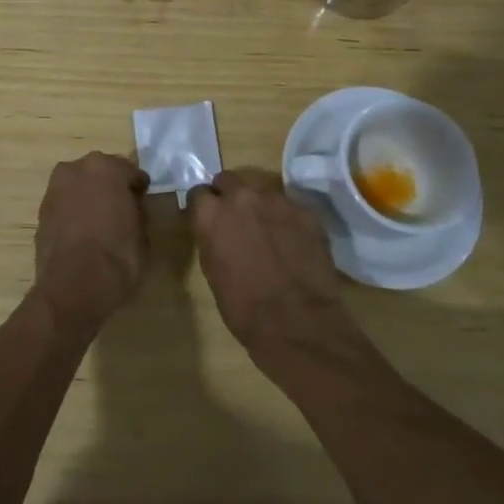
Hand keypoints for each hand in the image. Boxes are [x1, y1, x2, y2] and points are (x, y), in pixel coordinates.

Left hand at [33, 151, 148, 334]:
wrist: (74, 287)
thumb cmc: (118, 255)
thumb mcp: (142, 233)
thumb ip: (136, 211)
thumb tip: (130, 209)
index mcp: (105, 168)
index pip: (129, 172)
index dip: (137, 188)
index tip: (142, 200)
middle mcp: (76, 170)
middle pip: (99, 174)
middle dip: (110, 188)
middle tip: (121, 209)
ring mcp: (54, 190)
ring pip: (78, 188)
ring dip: (88, 199)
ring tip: (99, 223)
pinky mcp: (40, 212)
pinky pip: (64, 206)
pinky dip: (73, 214)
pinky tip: (82, 234)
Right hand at [191, 170, 363, 366]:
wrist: (298, 324)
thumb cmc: (244, 309)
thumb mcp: (212, 272)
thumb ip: (211, 239)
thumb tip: (216, 230)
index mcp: (211, 214)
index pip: (198, 193)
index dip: (204, 208)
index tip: (209, 220)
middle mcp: (241, 196)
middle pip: (229, 180)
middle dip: (229, 196)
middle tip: (237, 220)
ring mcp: (276, 199)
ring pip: (261, 188)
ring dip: (259, 204)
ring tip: (268, 229)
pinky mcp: (305, 210)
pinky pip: (290, 205)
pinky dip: (287, 217)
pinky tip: (293, 240)